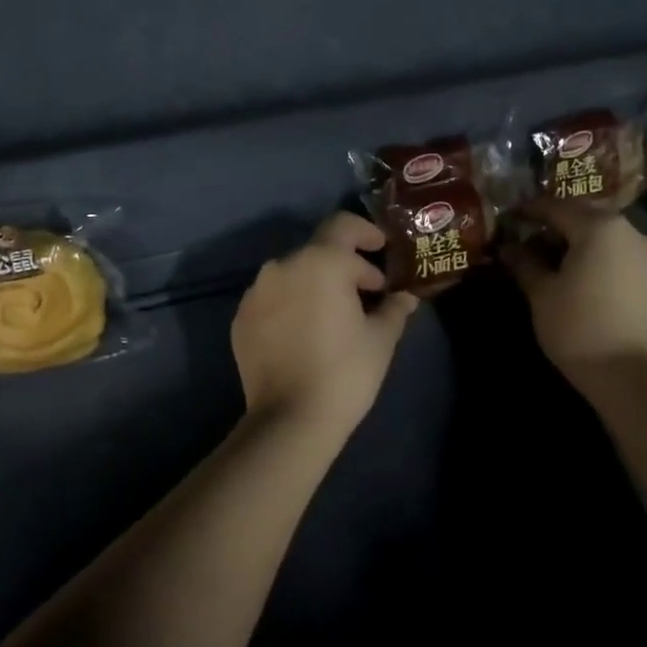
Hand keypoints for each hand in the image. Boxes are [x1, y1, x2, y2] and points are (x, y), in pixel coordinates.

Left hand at [232, 212, 419, 440]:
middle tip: (366, 294)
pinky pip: (272, 299)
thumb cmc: (345, 372)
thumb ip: (393, 309)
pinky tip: (305, 333)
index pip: (344, 226)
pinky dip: (291, 305)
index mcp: (320, 262)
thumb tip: (404, 297)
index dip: (367, 233)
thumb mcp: (381, 339)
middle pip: (318, 251)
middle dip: (344, 266)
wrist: (290, 419)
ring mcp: (256, 293)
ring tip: (333, 315)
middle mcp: (282, 267)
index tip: (382, 250)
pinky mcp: (241, 319)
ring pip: (292, 275)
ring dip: (315, 285)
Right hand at [501, 206, 646, 383]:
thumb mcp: (542, 293)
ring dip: (576, 239)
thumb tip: (509, 248)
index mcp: (599, 227)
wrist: (628, 372)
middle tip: (526, 238)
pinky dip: (595, 254)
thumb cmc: (577, 327)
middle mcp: (629, 229)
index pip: (556, 207)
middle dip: (554, 223)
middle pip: (584, 215)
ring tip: (550, 258)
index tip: (508, 218)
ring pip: (603, 234)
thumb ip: (525, 263)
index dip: (529, 210)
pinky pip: (618, 252)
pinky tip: (577, 273)